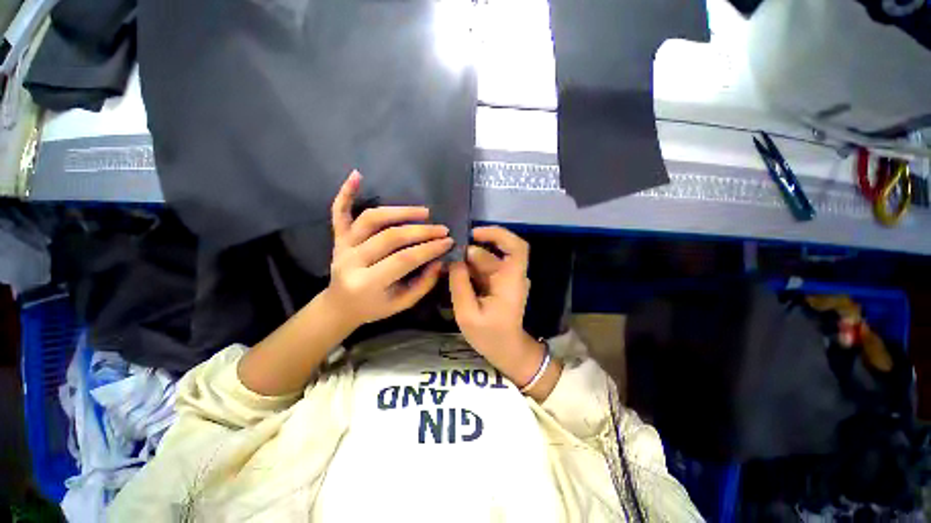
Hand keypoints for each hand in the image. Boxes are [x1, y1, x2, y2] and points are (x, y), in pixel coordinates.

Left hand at [325, 171, 452, 329]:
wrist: (341, 306)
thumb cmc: (374, 307)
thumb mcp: (402, 304)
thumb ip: (423, 284)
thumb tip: (440, 259)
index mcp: (367, 283)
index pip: (403, 259)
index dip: (429, 248)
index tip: (449, 241)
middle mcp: (351, 261)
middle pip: (389, 237)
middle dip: (421, 231)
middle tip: (442, 229)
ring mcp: (342, 246)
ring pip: (371, 219)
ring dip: (399, 211)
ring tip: (424, 212)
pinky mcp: (337, 237)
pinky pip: (338, 212)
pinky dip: (346, 193)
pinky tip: (357, 175)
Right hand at [448, 226, 546, 387]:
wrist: (507, 351)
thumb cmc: (490, 336)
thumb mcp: (468, 313)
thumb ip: (459, 284)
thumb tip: (454, 259)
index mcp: (511, 280)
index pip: (517, 247)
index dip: (498, 234)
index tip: (474, 233)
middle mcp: (511, 275)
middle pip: (492, 253)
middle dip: (468, 252)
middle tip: (446, 259)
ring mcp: (505, 279)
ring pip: (485, 260)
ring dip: (466, 262)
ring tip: (446, 268)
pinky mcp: (498, 284)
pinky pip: (482, 270)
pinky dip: (468, 270)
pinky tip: (453, 275)